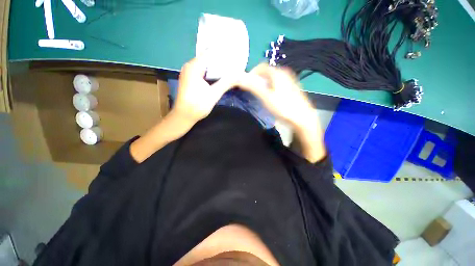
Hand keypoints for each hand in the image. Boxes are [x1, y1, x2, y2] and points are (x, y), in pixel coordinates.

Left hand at [173, 57, 237, 123]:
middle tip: (234, 63)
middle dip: (221, 61)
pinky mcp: (190, 79)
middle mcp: (189, 66)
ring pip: (205, 66)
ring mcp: (188, 73)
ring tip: (229, 69)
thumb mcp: (214, 94)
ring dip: (216, 68)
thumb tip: (239, 76)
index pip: (210, 53)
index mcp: (194, 67)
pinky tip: (219, 76)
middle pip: (207, 59)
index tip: (234, 56)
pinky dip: (211, 73)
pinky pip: (202, 72)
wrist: (184, 116)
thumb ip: (226, 83)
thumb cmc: (197, 105)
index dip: (222, 54)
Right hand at [238, 64, 315, 130]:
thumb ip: (253, 87)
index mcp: (277, 73)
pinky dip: (271, 87)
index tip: (246, 83)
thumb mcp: (266, 97)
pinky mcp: (292, 87)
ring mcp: (290, 80)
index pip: (261, 66)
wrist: (302, 118)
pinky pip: (277, 83)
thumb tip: (239, 78)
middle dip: (257, 79)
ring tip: (261, 95)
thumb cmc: (283, 107)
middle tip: (252, 90)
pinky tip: (271, 97)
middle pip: (267, 72)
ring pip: (272, 78)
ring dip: (264, 84)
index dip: (251, 73)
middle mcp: (284, 73)